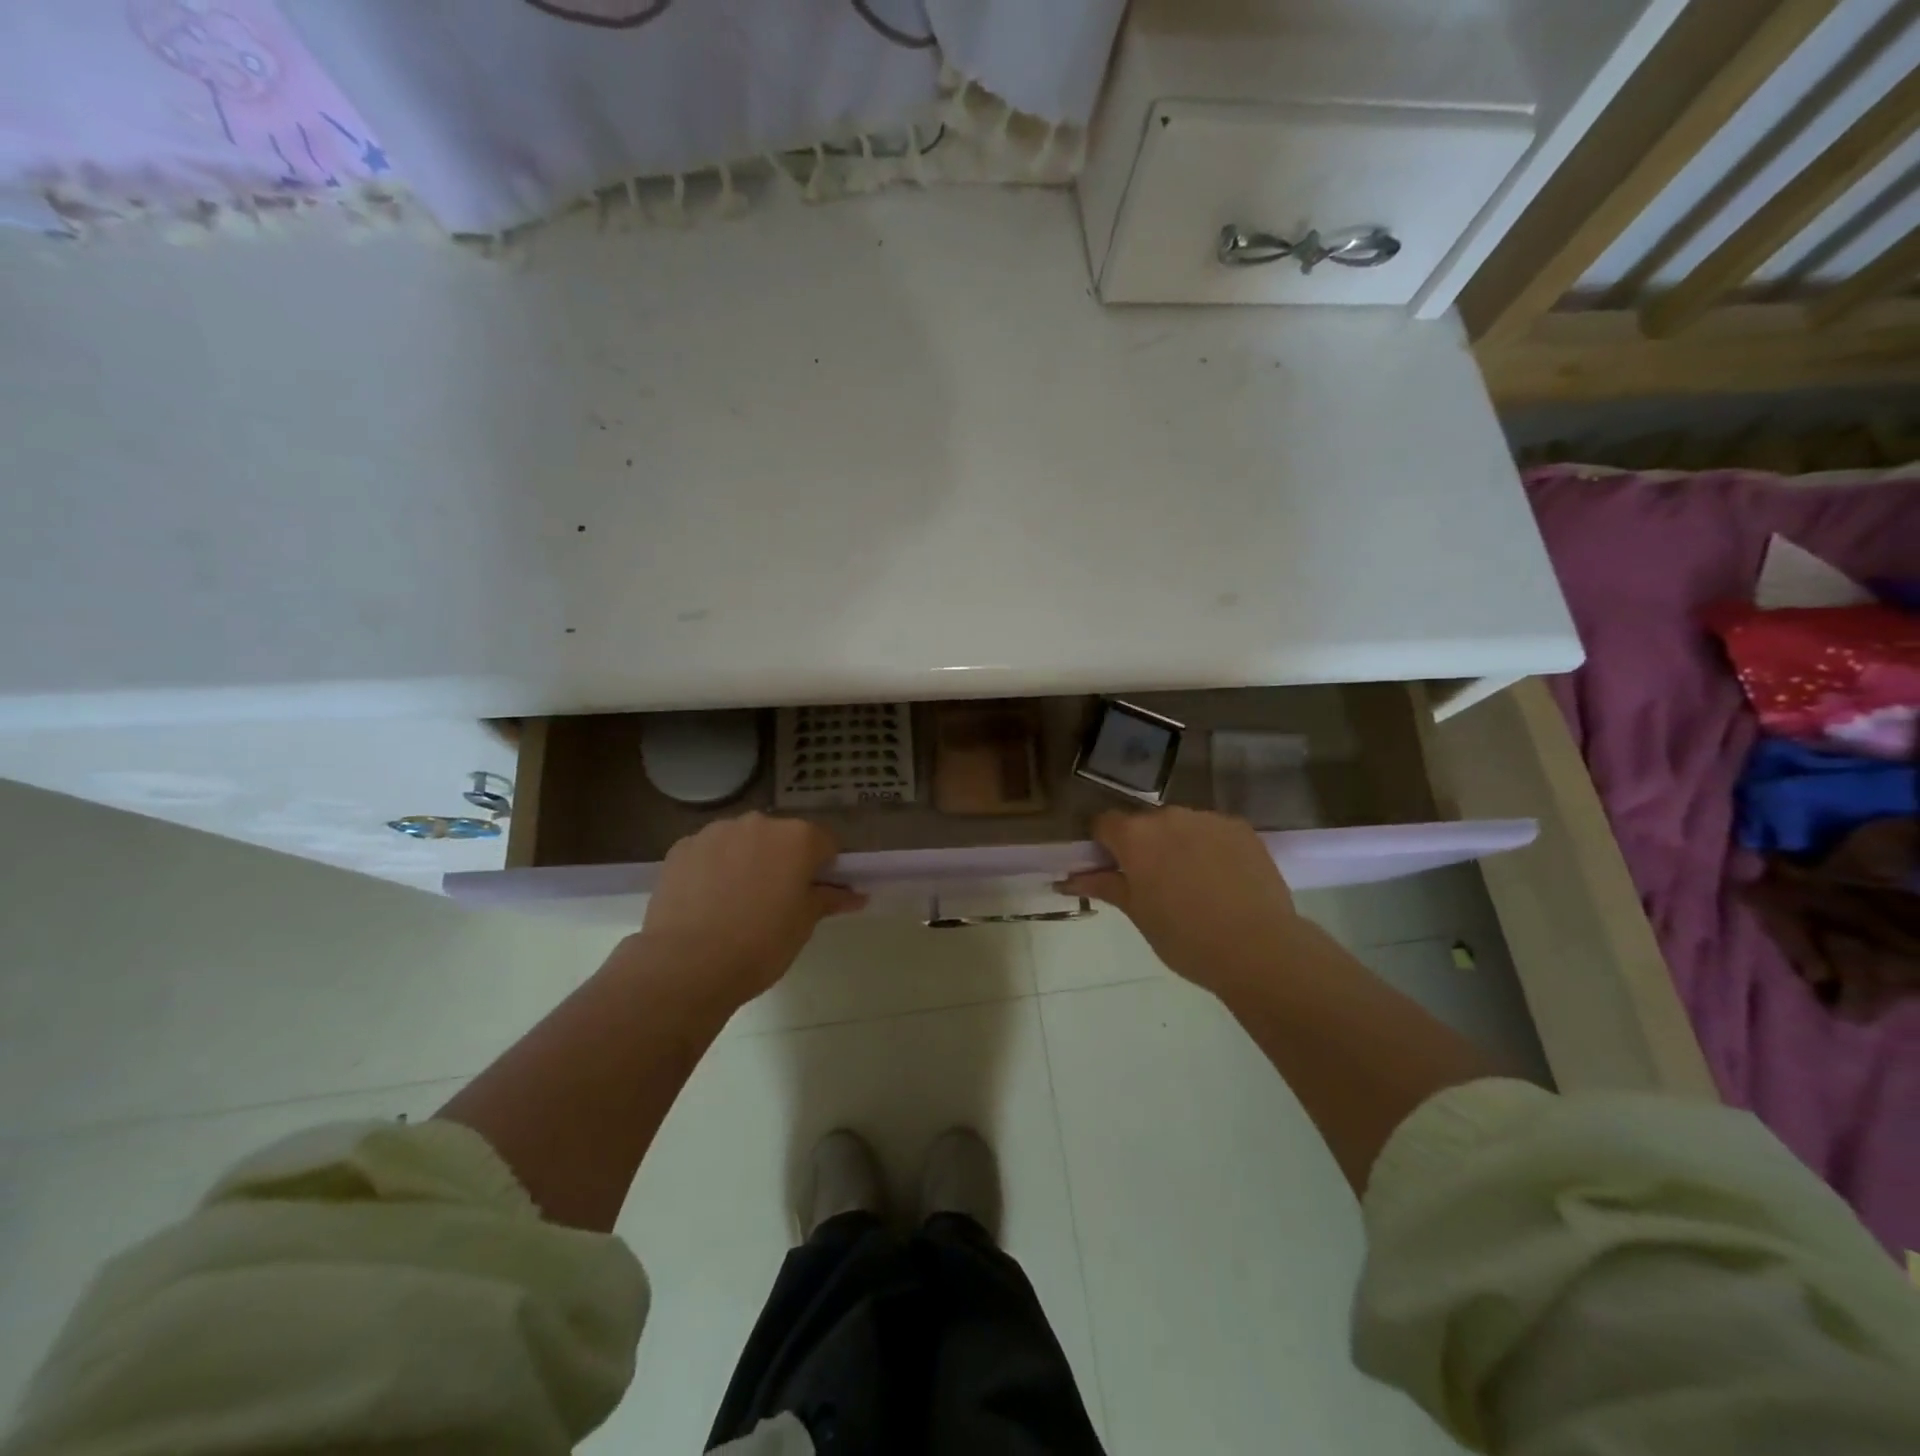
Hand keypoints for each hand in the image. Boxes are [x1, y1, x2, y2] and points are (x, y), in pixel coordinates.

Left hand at [634, 813, 865, 1011]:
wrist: (686, 965)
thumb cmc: (760, 945)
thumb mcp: (804, 924)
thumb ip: (830, 899)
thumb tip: (856, 895)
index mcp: (797, 838)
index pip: (825, 843)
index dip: (824, 868)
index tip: (814, 894)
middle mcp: (759, 823)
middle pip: (782, 837)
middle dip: (783, 861)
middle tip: (776, 901)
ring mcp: (716, 832)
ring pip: (743, 841)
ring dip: (747, 860)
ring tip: (736, 903)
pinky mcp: (682, 848)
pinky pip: (709, 852)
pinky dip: (713, 867)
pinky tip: (707, 901)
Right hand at [1057, 808, 1306, 997]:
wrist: (1258, 949)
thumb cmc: (1185, 937)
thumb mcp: (1137, 913)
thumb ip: (1103, 885)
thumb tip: (1066, 878)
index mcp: (1135, 836)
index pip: (1104, 823)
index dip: (1103, 844)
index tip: (1113, 870)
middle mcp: (1169, 816)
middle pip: (1144, 824)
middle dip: (1144, 846)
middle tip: (1154, 884)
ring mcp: (1208, 819)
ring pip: (1181, 826)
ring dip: (1178, 845)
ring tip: (1194, 884)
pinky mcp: (1240, 828)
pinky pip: (1213, 831)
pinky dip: (1210, 848)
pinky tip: (1222, 880)